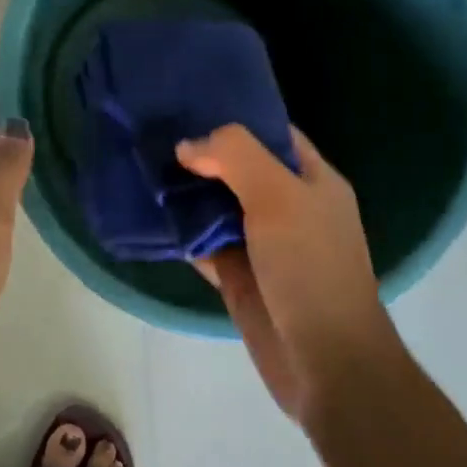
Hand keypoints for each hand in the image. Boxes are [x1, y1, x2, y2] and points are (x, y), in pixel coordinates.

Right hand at [177, 124, 394, 431]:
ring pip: (216, 206)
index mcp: (312, 180)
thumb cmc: (310, 268)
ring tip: (142, 166)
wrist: (324, 361)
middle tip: (151, 134)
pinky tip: (149, 215)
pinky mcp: (238, 275)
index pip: (272, 134)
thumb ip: (235, 157)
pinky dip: (180, 232)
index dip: (234, 117)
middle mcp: (288, 207)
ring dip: (185, 193)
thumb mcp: (279, 196)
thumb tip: (187, 146)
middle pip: (239, 168)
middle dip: (201, 154)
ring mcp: (262, 243)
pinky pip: (204, 243)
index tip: (187, 105)